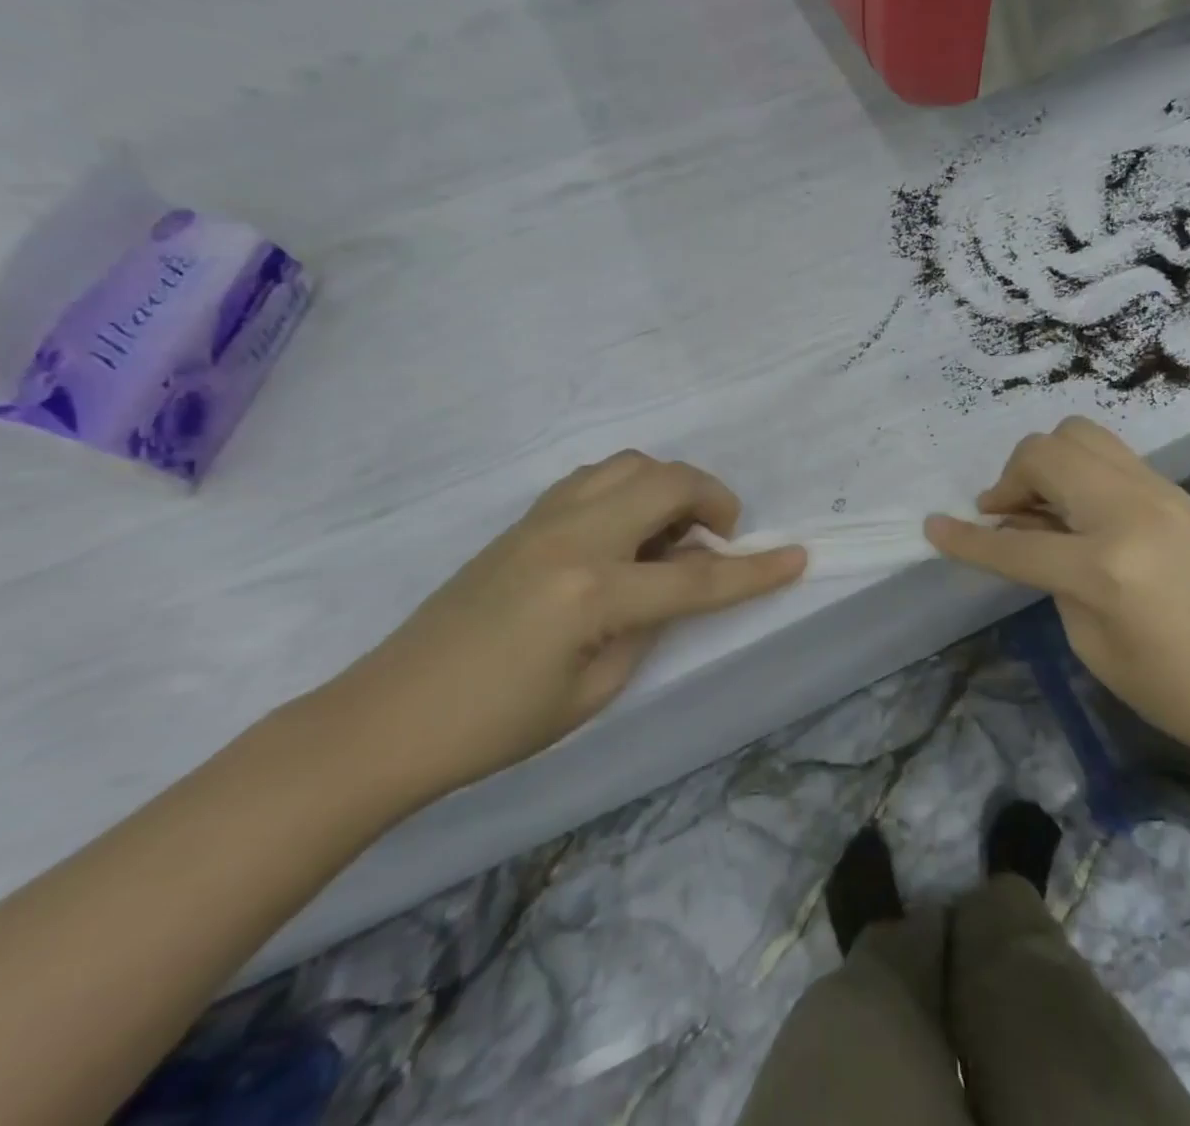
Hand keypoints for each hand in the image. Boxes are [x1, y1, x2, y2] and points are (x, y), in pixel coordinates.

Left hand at [320, 452, 806, 805]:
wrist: (390, 715)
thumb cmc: (495, 725)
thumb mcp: (594, 689)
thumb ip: (648, 624)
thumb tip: (680, 580)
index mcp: (592, 592)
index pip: (696, 579)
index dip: (754, 572)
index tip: (799, 557)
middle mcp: (573, 537)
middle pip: (666, 483)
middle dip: (713, 498)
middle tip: (721, 536)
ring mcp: (543, 519)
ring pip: (629, 464)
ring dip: (668, 486)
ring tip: (673, 531)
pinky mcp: (524, 519)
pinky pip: (595, 479)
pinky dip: (630, 489)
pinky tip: (627, 530)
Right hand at [925, 418, 1189, 780]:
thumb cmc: (1189, 696)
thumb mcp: (1099, 650)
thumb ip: (1057, 585)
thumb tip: (1036, 542)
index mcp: (1104, 566)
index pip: (1013, 543)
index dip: (964, 540)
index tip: (931, 528)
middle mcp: (1130, 512)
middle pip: (1044, 454)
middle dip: (1008, 480)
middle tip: (1004, 516)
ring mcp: (1161, 494)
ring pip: (1080, 436)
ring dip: (1046, 464)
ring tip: (1043, 506)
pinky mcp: (1182, 494)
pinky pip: (1113, 458)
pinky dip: (1081, 471)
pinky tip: (1084, 513)